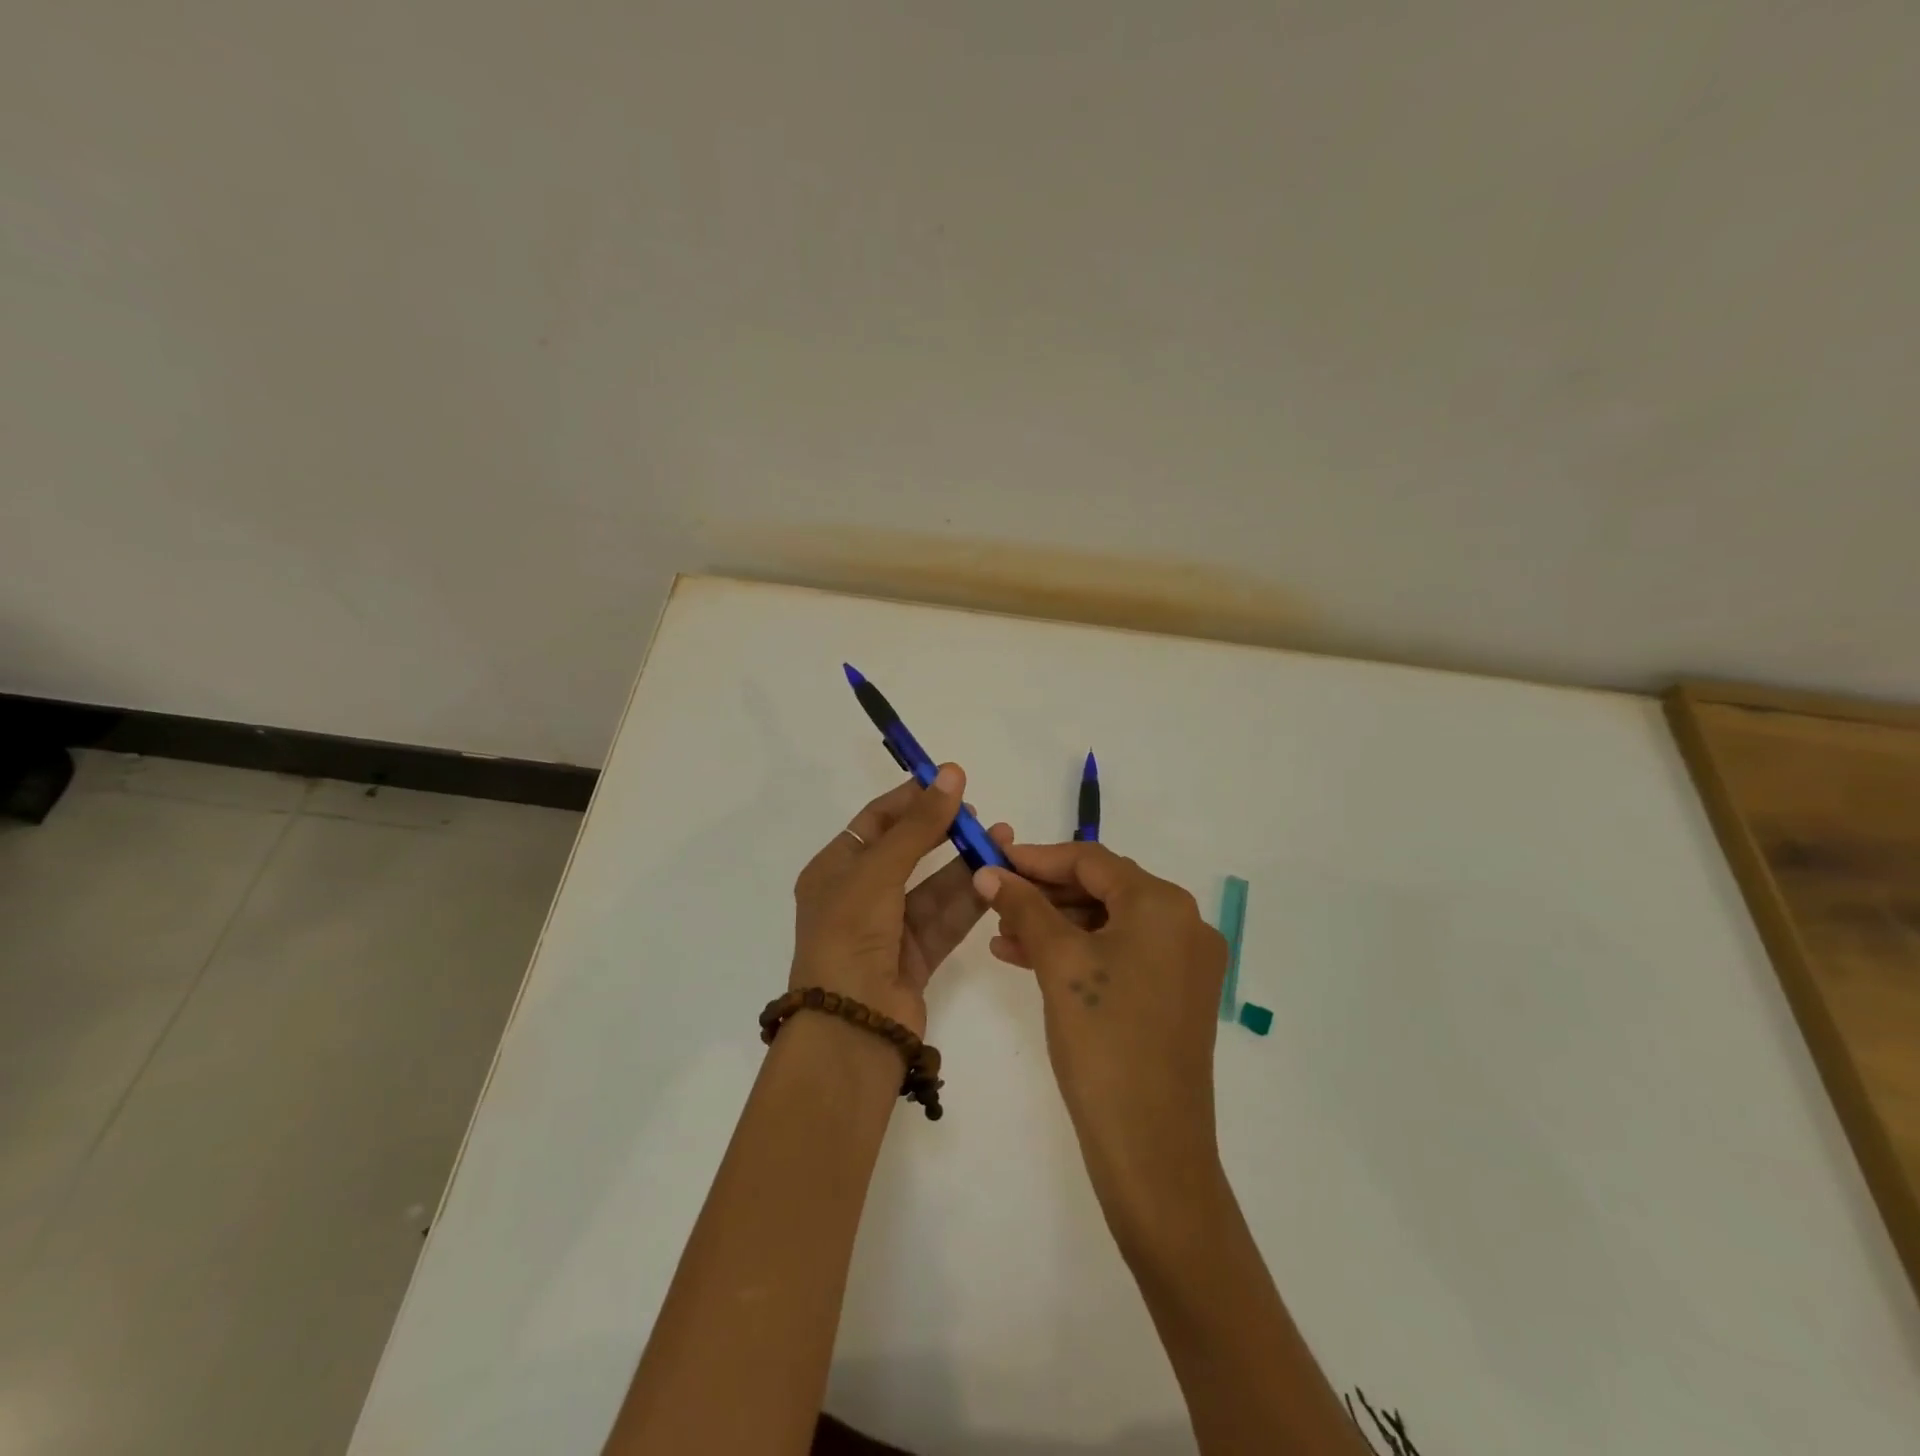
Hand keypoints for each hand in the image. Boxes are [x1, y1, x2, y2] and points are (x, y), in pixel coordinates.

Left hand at [790, 766, 1012, 1037]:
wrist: (851, 1027)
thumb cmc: (850, 935)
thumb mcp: (879, 871)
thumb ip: (919, 825)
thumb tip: (950, 773)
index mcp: (834, 870)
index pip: (876, 822)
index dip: (912, 800)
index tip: (950, 782)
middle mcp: (859, 896)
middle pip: (908, 852)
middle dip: (944, 831)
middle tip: (979, 814)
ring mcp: (888, 929)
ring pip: (934, 886)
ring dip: (967, 863)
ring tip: (1004, 838)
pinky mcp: (916, 957)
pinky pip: (946, 918)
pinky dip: (971, 898)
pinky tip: (999, 876)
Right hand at [973, 843, 1227, 1234]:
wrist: (1152, 1149)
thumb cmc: (1104, 1040)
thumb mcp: (1058, 963)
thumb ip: (1023, 907)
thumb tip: (989, 871)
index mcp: (1163, 905)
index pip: (1091, 860)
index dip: (1037, 857)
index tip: (993, 860)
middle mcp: (1184, 924)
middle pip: (1102, 889)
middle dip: (1044, 894)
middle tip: (994, 899)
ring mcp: (1184, 963)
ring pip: (1108, 924)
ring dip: (1055, 925)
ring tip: (1001, 936)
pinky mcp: (1175, 996)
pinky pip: (1120, 955)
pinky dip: (1077, 953)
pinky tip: (1029, 960)